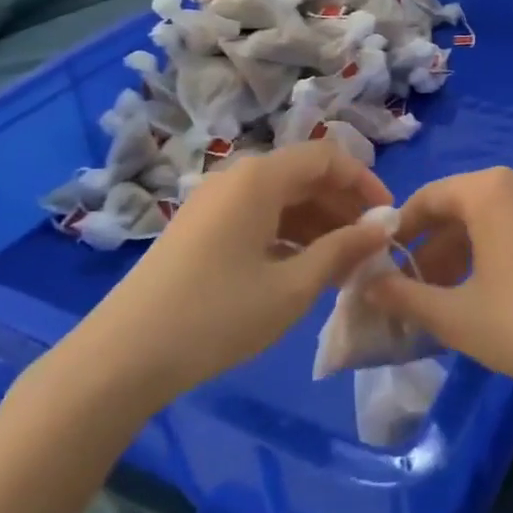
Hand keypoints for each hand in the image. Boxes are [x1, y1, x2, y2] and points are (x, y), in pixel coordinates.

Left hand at [29, 142, 393, 427]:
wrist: (124, 356)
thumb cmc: (218, 315)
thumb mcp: (292, 286)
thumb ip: (344, 249)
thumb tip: (385, 226)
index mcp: (260, 178)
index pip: (328, 157)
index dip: (365, 183)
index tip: (389, 219)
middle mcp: (236, 177)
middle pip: (304, 175)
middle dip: (343, 207)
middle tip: (369, 249)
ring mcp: (214, 201)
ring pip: (281, 198)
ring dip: (317, 223)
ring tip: (342, 266)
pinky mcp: (200, 226)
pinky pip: (257, 215)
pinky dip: (287, 234)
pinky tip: (301, 270)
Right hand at [368, 167, 512, 409]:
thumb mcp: (455, 316)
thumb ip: (404, 296)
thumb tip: (366, 285)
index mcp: (490, 190)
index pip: (428, 198)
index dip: (399, 231)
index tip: (380, 263)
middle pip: (460, 207)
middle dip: (431, 248)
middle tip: (410, 289)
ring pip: (489, 218)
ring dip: (460, 252)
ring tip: (441, 296)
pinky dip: (492, 250)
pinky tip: (481, 289)